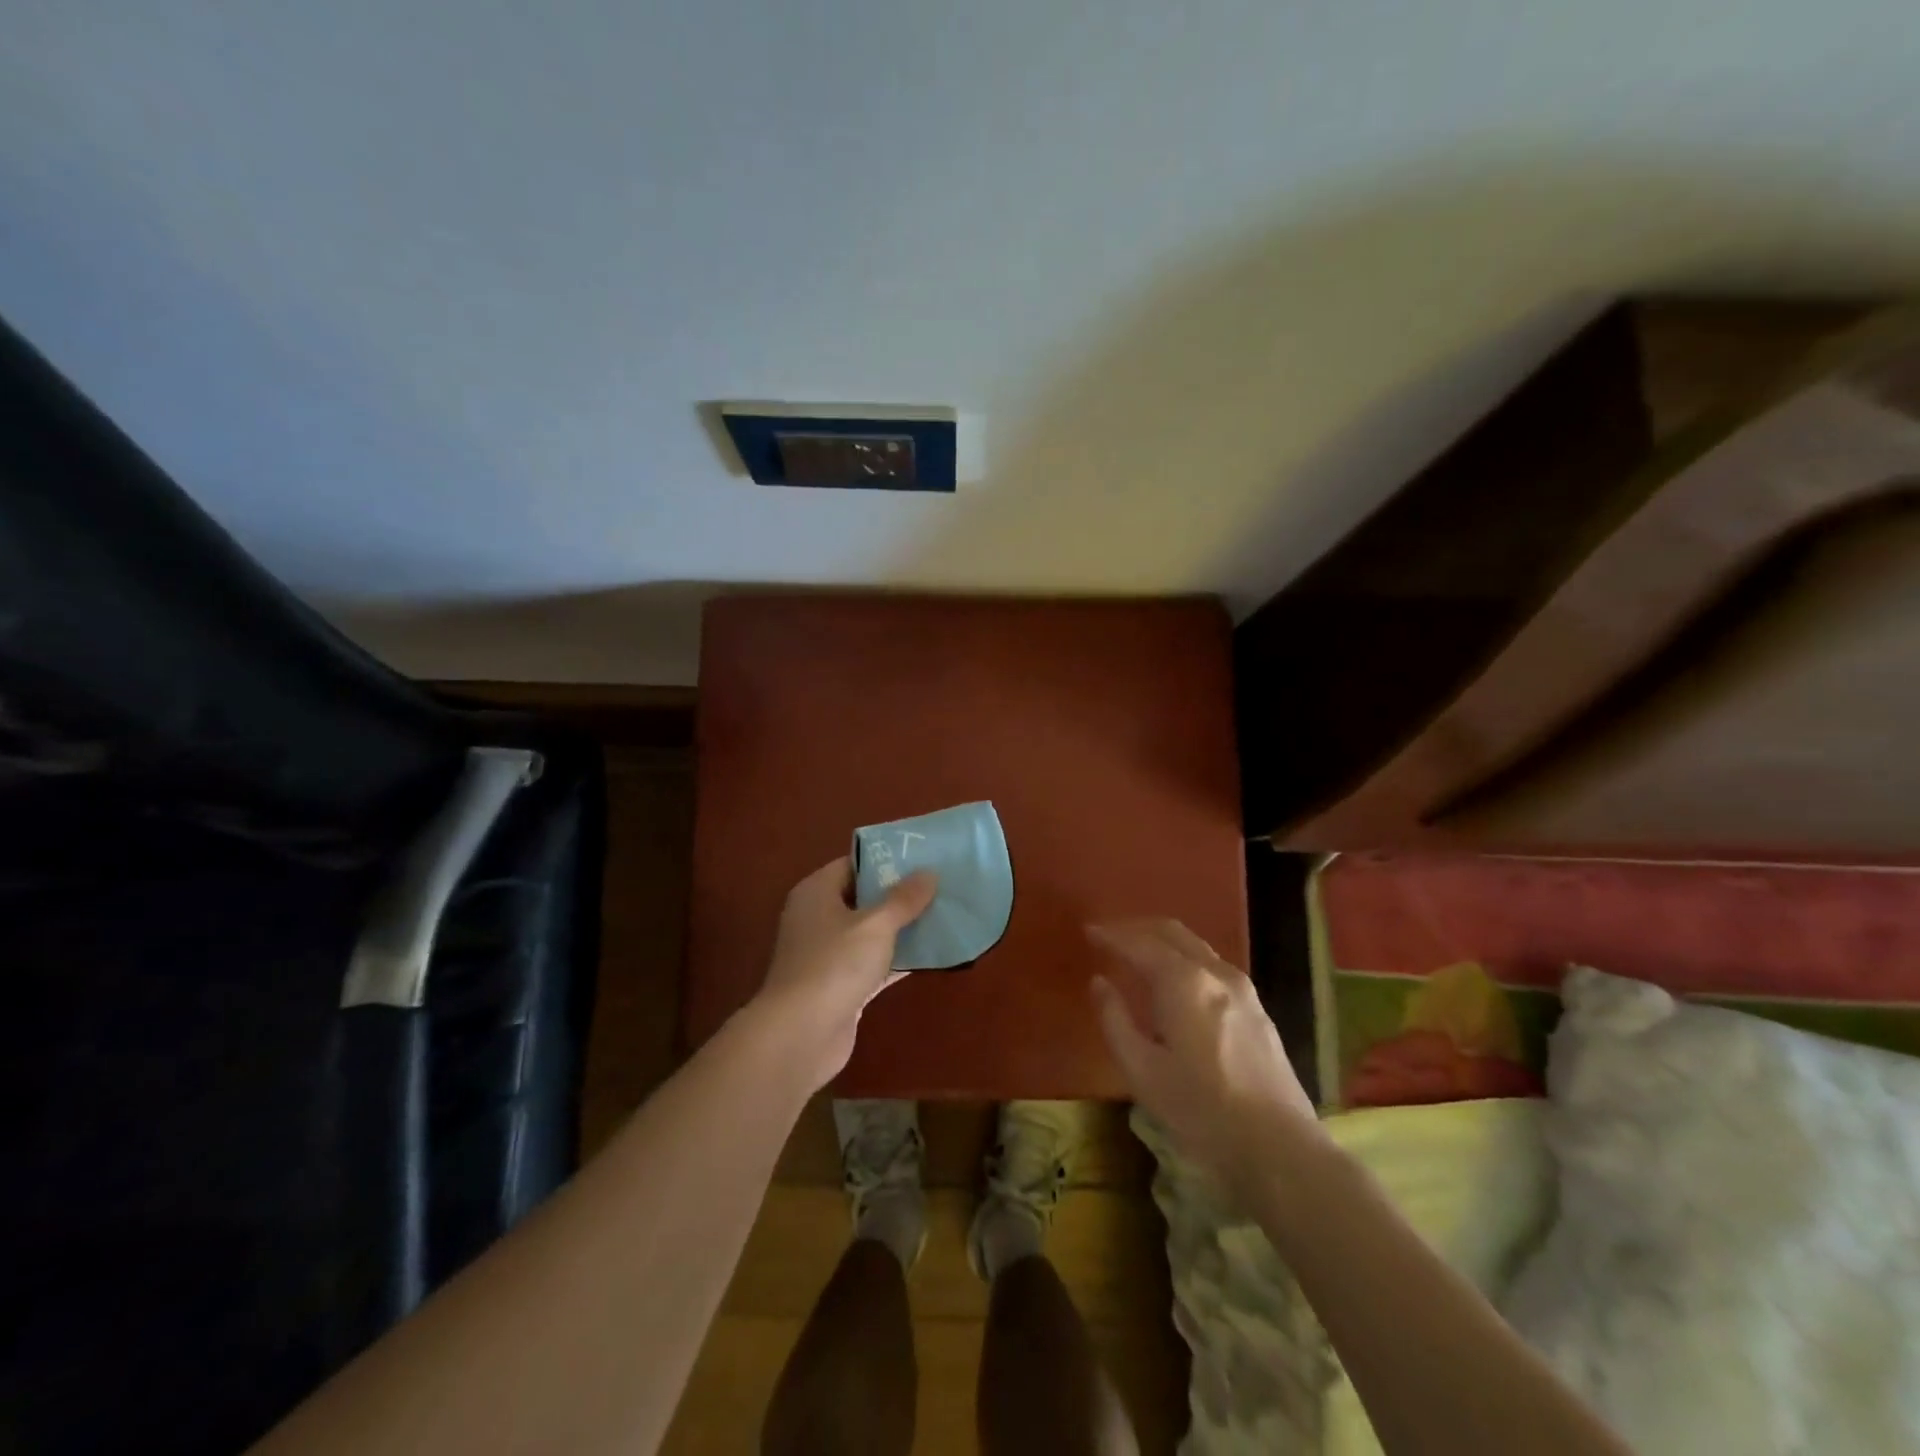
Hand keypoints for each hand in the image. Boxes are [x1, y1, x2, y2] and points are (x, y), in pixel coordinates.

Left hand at [752, 858, 937, 1092]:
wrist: (800, 1035)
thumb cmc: (834, 965)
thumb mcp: (875, 925)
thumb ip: (903, 898)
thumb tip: (928, 872)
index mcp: (816, 892)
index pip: (853, 865)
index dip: (886, 860)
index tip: (922, 859)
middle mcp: (817, 918)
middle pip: (863, 898)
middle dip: (899, 895)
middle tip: (939, 886)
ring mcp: (826, 954)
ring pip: (870, 933)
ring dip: (901, 928)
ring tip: (942, 916)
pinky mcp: (839, 986)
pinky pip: (873, 963)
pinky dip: (896, 959)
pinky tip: (930, 955)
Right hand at [1089, 920, 1319, 1196]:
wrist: (1279, 1147)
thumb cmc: (1200, 1110)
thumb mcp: (1142, 1071)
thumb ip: (1115, 1019)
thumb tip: (1099, 982)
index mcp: (1183, 982)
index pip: (1139, 943)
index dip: (1111, 935)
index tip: (1089, 931)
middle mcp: (1214, 972)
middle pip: (1171, 932)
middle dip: (1137, 928)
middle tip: (1110, 935)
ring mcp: (1242, 988)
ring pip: (1195, 946)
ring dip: (1162, 941)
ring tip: (1138, 953)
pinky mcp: (1257, 1007)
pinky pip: (1211, 965)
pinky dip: (1184, 958)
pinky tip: (1174, 981)